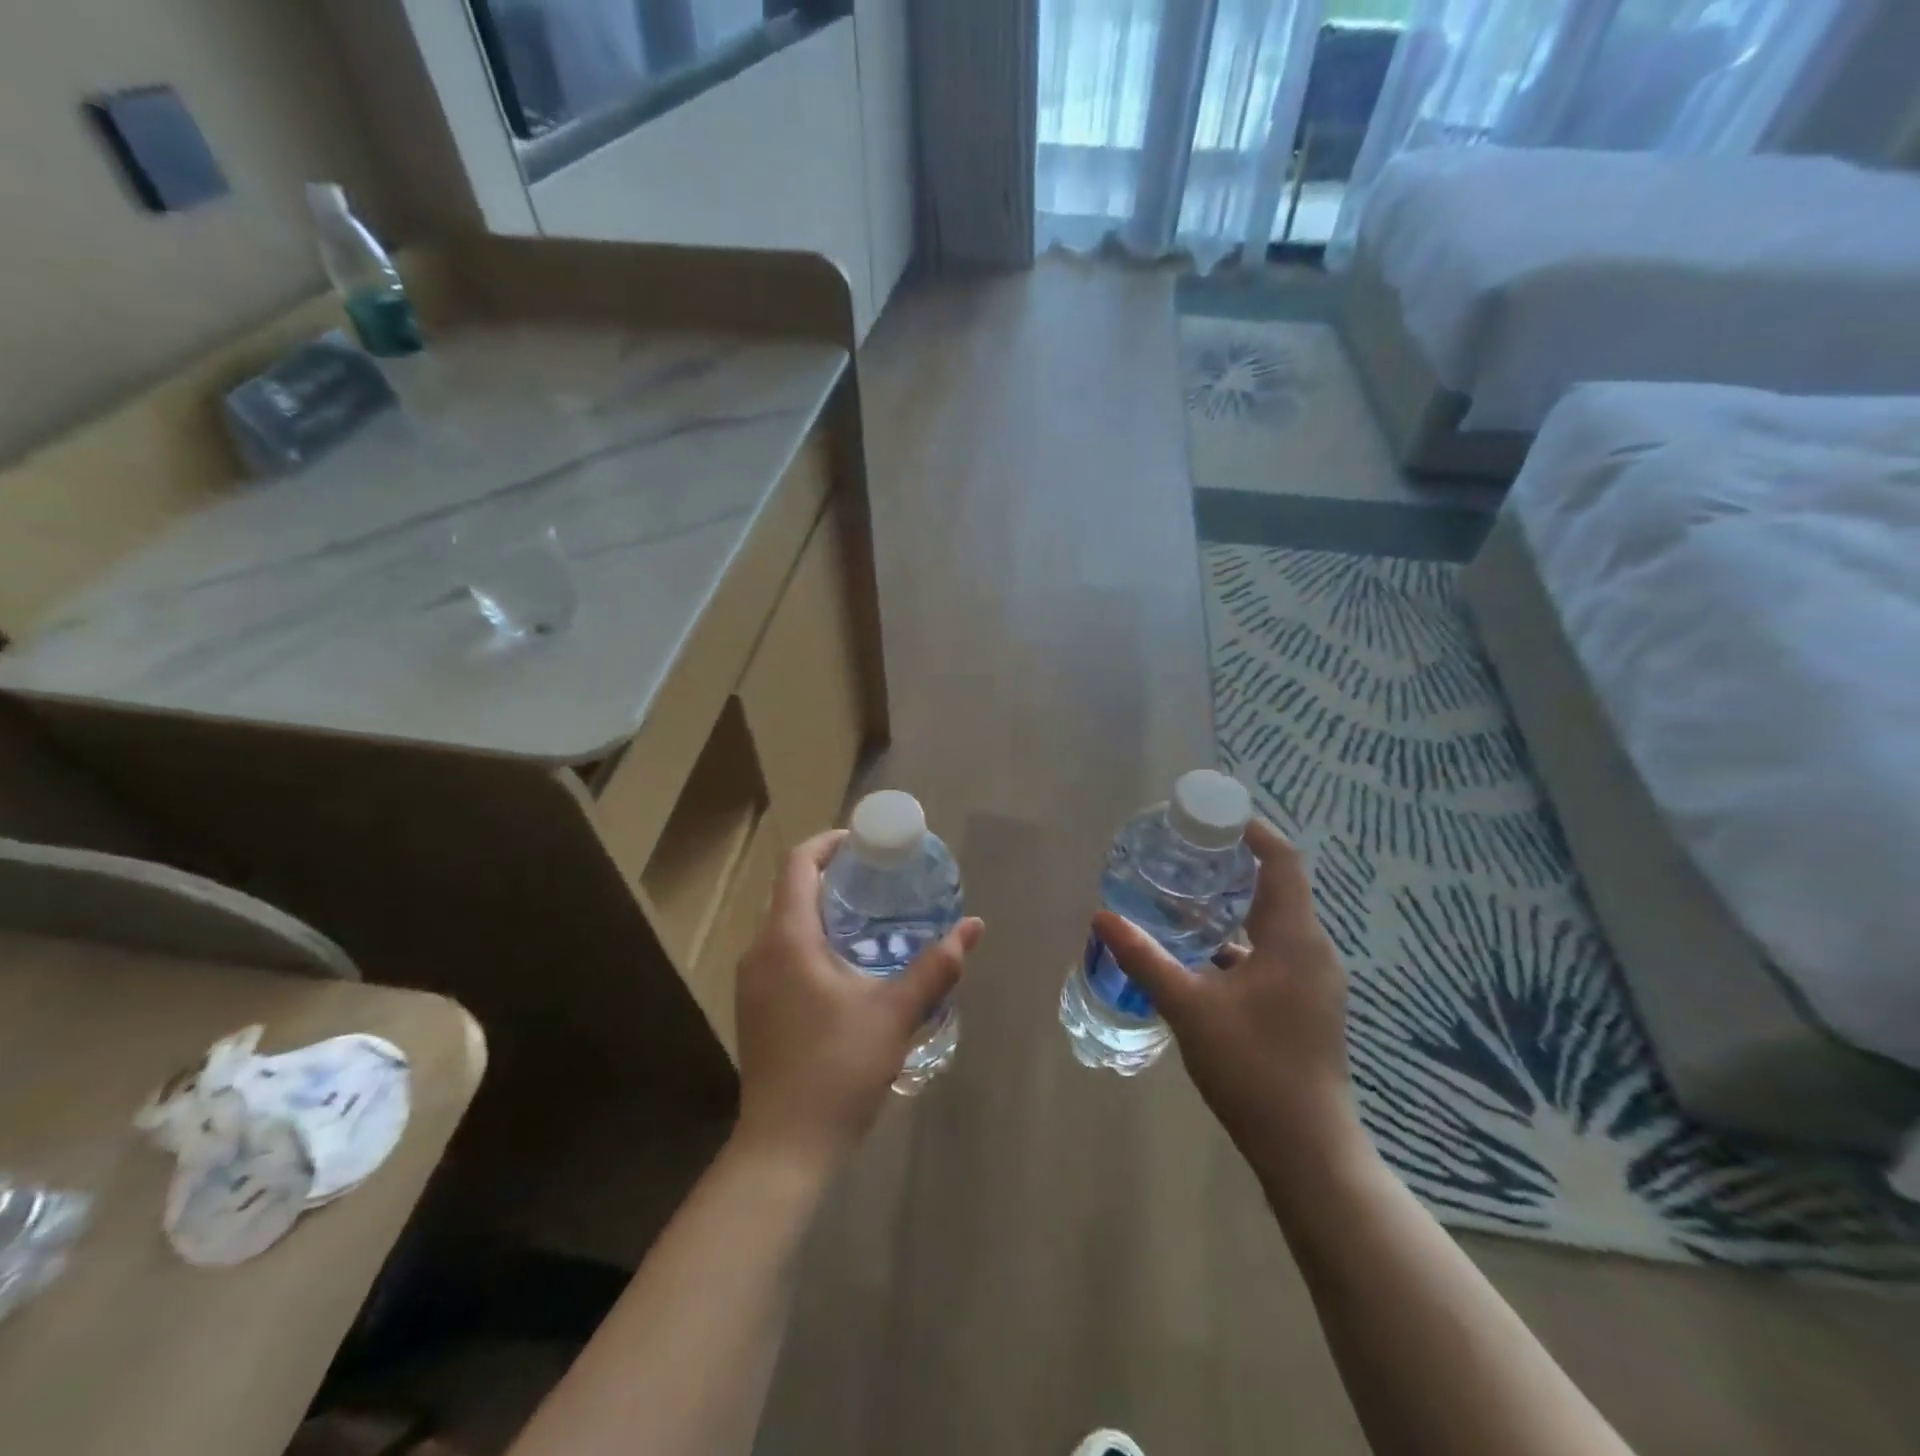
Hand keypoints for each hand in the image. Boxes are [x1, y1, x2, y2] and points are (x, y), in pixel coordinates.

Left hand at [733, 830, 984, 1174]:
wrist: (784, 1148)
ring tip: (870, 915)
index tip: (865, 842)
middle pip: (791, 891)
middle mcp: (760, 951)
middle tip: (879, 877)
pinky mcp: (757, 1008)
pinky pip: (782, 953)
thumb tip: (973, 926)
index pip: (798, 865)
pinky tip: (847, 964)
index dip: (829, 843)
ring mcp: (752, 983)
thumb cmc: (837, 1069)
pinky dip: (812, 940)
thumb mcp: (895, 1013)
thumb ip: (936, 966)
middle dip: (832, 876)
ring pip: (785, 924)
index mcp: (786, 939)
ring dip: (822, 910)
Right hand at [1094, 819, 1365, 1181]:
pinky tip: (1201, 953)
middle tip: (1187, 850)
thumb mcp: (1189, 1008)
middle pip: (1278, 886)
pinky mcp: (1304, 1004)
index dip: (1252, 830)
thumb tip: (1102, 917)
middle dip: (1235, 863)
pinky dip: (1239, 940)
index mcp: (1295, 938)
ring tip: (1186, 893)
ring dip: (1234, 903)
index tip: (1211, 817)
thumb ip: (1145, 959)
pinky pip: (1273, 952)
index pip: (1283, 861)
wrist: (1308, 1149)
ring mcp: (1312, 980)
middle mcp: (1312, 950)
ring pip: (1274, 922)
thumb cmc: (1253, 1068)